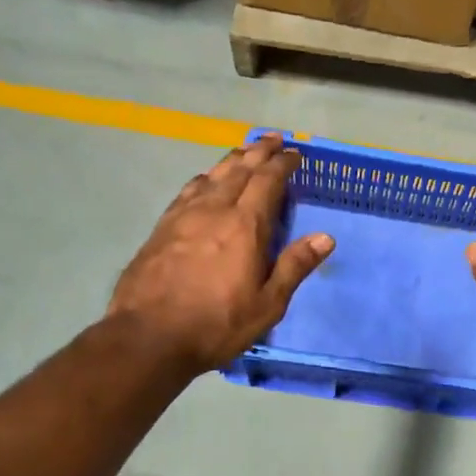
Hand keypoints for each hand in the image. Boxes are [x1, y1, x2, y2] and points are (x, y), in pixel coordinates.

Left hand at [109, 133, 332, 372]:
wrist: (149, 336)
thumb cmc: (216, 324)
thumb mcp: (267, 304)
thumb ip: (295, 266)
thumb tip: (326, 237)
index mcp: (245, 226)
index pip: (268, 181)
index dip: (282, 164)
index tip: (295, 154)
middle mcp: (215, 210)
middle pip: (239, 169)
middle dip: (259, 151)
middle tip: (273, 139)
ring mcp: (184, 216)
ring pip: (212, 175)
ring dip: (232, 160)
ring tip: (244, 152)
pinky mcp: (162, 227)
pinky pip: (189, 190)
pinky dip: (205, 178)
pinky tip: (205, 180)